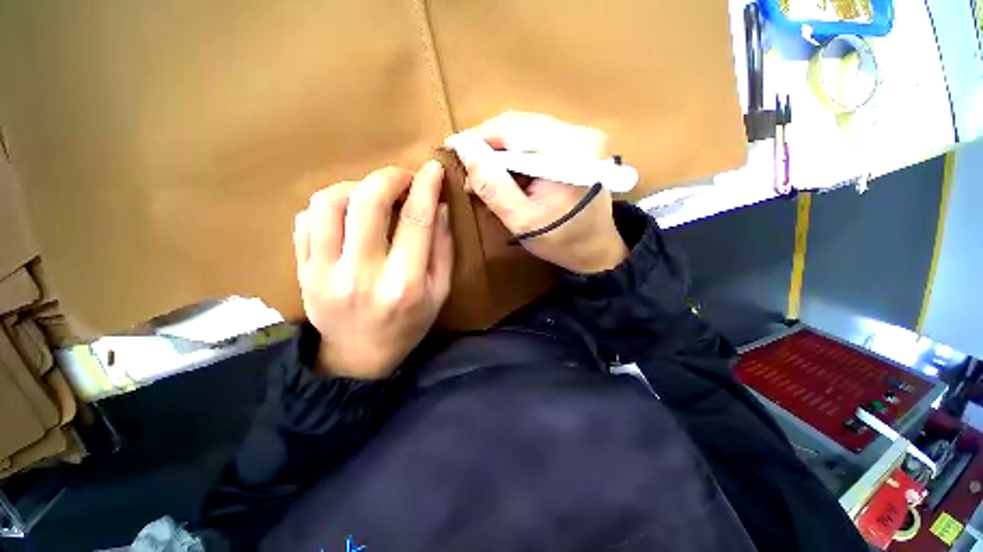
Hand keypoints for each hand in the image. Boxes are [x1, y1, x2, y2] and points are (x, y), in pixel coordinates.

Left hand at [293, 163, 452, 378]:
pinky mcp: (302, 271)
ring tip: (372, 194)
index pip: (416, 220)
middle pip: (368, 203)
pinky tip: (347, 213)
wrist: (359, 357)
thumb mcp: (440, 293)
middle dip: (389, 177)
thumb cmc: (408, 326)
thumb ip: (443, 250)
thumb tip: (438, 207)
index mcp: (404, 284)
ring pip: (329, 203)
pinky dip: (329, 205)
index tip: (433, 169)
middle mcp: (362, 274)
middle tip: (402, 178)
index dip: (426, 187)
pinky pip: (307, 220)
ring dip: (355, 186)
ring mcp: (323, 272)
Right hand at [449, 112, 627, 273]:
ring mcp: (582, 136)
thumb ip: (493, 186)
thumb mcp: (521, 221)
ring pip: (526, 130)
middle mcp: (580, 134)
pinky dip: (516, 153)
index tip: (452, 149)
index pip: (513, 128)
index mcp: (570, 152)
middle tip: (468, 167)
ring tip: (483, 172)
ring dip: (500, 149)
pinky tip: (506, 171)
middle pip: (520, 125)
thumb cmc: (560, 241)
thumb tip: (464, 149)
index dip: (478, 136)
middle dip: (488, 144)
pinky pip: (537, 139)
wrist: (595, 249)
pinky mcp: (580, 144)